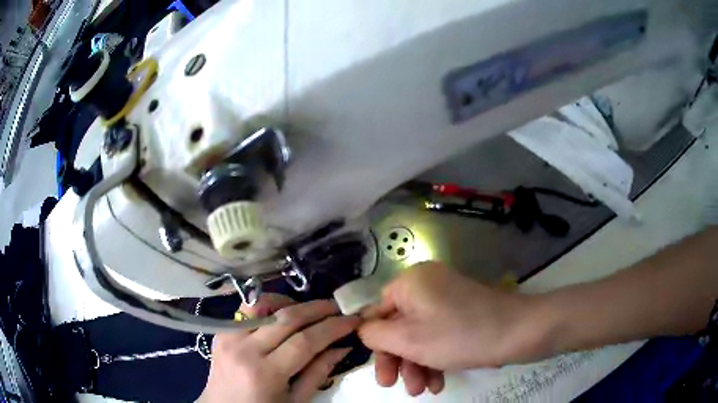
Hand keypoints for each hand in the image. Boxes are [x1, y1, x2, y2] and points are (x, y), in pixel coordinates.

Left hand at [199, 294, 359, 402]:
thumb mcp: (296, 401)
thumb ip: (318, 373)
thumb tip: (341, 347)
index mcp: (265, 374)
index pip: (305, 341)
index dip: (332, 327)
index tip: (352, 319)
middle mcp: (245, 350)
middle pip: (286, 318)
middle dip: (317, 309)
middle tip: (337, 307)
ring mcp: (228, 337)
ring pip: (263, 305)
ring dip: (290, 302)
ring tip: (309, 309)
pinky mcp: (221, 332)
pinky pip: (246, 311)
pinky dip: (267, 306)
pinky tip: (281, 314)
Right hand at [358, 262, 537, 394]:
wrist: (519, 331)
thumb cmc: (459, 335)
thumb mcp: (408, 339)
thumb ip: (375, 334)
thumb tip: (363, 330)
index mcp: (411, 282)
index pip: (378, 312)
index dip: (376, 344)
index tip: (382, 372)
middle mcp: (427, 286)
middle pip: (399, 326)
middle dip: (398, 360)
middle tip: (396, 386)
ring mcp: (448, 300)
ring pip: (420, 335)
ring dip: (417, 364)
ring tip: (423, 390)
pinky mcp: (463, 314)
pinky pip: (439, 335)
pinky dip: (435, 358)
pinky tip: (439, 382)